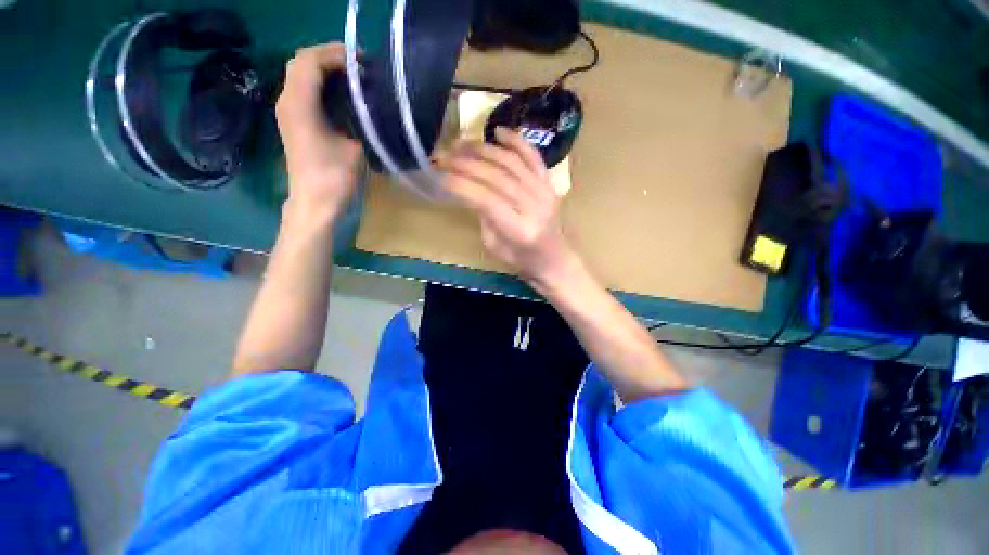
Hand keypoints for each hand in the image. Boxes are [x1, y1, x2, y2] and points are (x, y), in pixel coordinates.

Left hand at [275, 44, 361, 217]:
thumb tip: (370, 105)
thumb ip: (361, 121)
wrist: (314, 202)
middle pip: (302, 61)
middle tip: (359, 67)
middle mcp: (287, 99)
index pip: (310, 60)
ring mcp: (287, 110)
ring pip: (301, 73)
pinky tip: (342, 94)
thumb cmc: (334, 177)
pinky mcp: (293, 120)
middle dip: (330, 56)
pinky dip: (322, 83)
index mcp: (299, 103)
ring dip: (325, 69)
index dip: (336, 54)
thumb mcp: (355, 148)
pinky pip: (304, 89)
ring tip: (354, 78)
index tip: (363, 63)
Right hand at [440, 127, 579, 287]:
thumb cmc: (522, 259)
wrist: (554, 259)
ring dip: (484, 148)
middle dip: (466, 163)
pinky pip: (533, 156)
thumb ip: (483, 215)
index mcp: (519, 229)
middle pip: (497, 176)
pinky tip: (497, 132)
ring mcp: (545, 192)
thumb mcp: (494, 245)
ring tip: (462, 143)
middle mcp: (534, 206)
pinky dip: (516, 141)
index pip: (486, 199)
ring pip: (512, 161)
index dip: (461, 184)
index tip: (440, 174)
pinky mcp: (549, 184)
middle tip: (444, 155)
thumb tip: (469, 186)